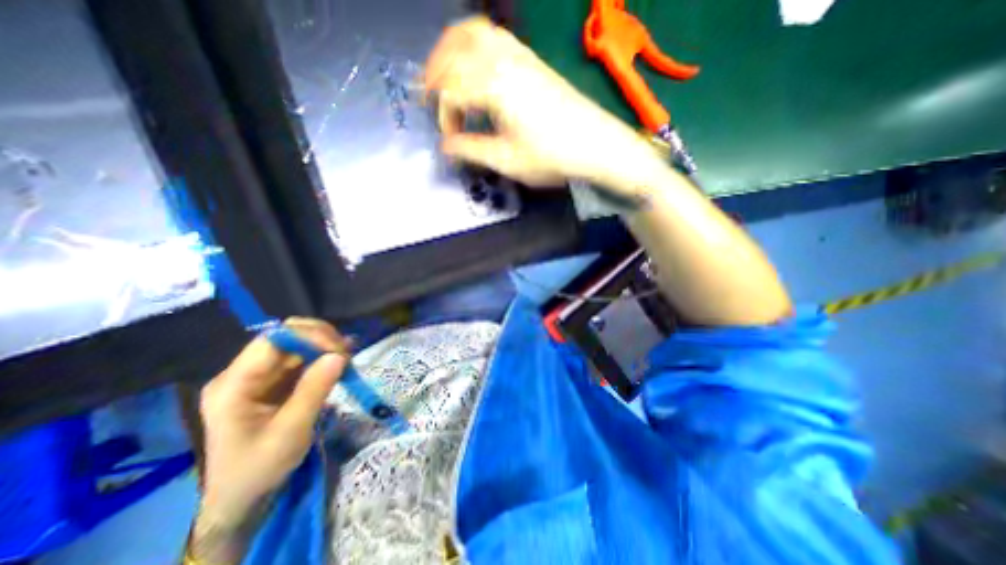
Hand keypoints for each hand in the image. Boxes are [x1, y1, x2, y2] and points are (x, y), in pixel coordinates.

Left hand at [192, 315, 349, 561]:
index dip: (308, 336)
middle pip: (286, 337)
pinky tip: (341, 362)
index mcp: (234, 385)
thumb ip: (314, 390)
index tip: (339, 349)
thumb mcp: (290, 432)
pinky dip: (324, 358)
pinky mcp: (275, 382)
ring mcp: (260, 376)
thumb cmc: (259, 469)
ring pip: (298, 345)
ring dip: (326, 348)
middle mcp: (244, 373)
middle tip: (346, 354)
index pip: (273, 340)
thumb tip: (340, 355)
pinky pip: (303, 359)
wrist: (242, 498)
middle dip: (321, 339)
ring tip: (348, 360)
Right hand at [426, 15, 656, 189]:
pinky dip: (474, 46)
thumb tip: (446, 146)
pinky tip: (477, 70)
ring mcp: (520, 55)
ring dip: (452, 51)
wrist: (595, 144)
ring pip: (474, 33)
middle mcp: (504, 61)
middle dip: (436, 73)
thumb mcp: (507, 161)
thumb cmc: (552, 156)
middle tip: (430, 98)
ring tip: (447, 77)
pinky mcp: (532, 59)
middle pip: (455, 49)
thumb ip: (472, 150)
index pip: (452, 90)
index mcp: (495, 87)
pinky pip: (494, 37)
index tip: (450, 139)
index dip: (443, 115)